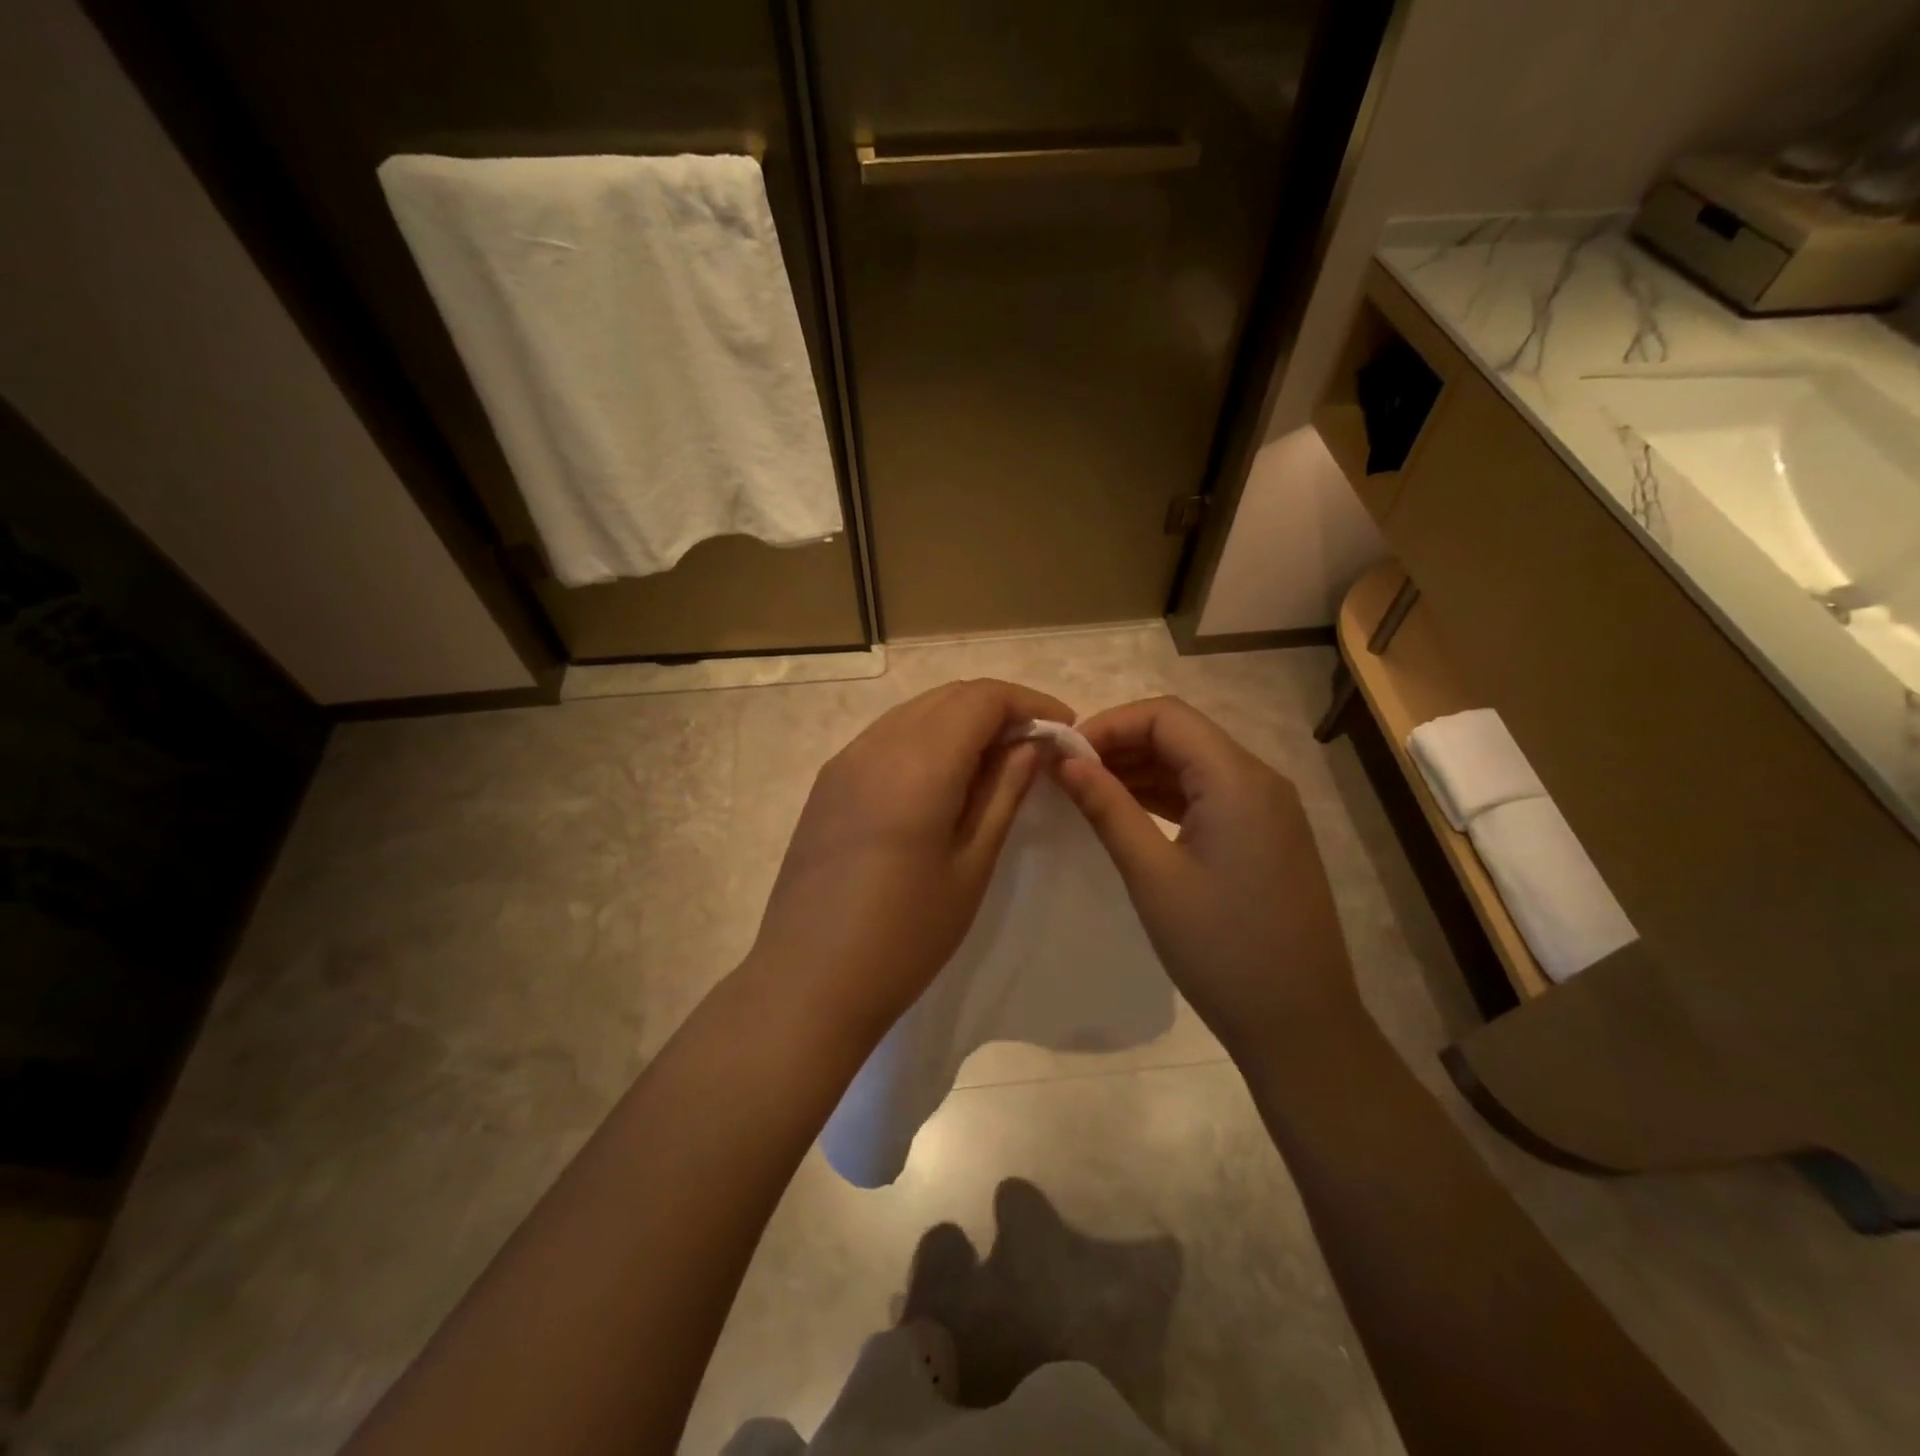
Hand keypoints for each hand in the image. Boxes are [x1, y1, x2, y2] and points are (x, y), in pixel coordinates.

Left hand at [752, 678, 1073, 1035]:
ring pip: (916, 712)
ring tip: (994, 762)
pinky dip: (926, 739)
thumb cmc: (905, 935)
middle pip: (948, 696)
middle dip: (998, 708)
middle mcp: (876, 745)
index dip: (1029, 703)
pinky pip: (887, 737)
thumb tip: (1029, 745)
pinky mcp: (827, 783)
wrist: (809, 981)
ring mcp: (844, 761)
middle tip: (1034, 746)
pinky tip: (943, 780)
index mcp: (918, 763)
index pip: (982, 698)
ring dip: (961, 721)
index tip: (1063, 728)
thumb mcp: (971, 865)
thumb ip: (1003, 793)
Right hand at [1052, 697, 1363, 1062]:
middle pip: (1181, 734)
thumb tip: (1065, 761)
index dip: (1109, 724)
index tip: (1065, 756)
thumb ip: (1107, 808)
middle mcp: (1259, 779)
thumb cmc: (1220, 948)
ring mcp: (1267, 808)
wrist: (1299, 1024)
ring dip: (1141, 769)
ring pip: (1194, 763)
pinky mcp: (1265, 834)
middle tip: (1068, 774)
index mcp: (1237, 779)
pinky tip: (1128, 812)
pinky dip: (1166, 795)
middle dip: (1121, 744)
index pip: (1165, 716)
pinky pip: (1209, 794)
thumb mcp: (1152, 875)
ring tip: (1087, 792)